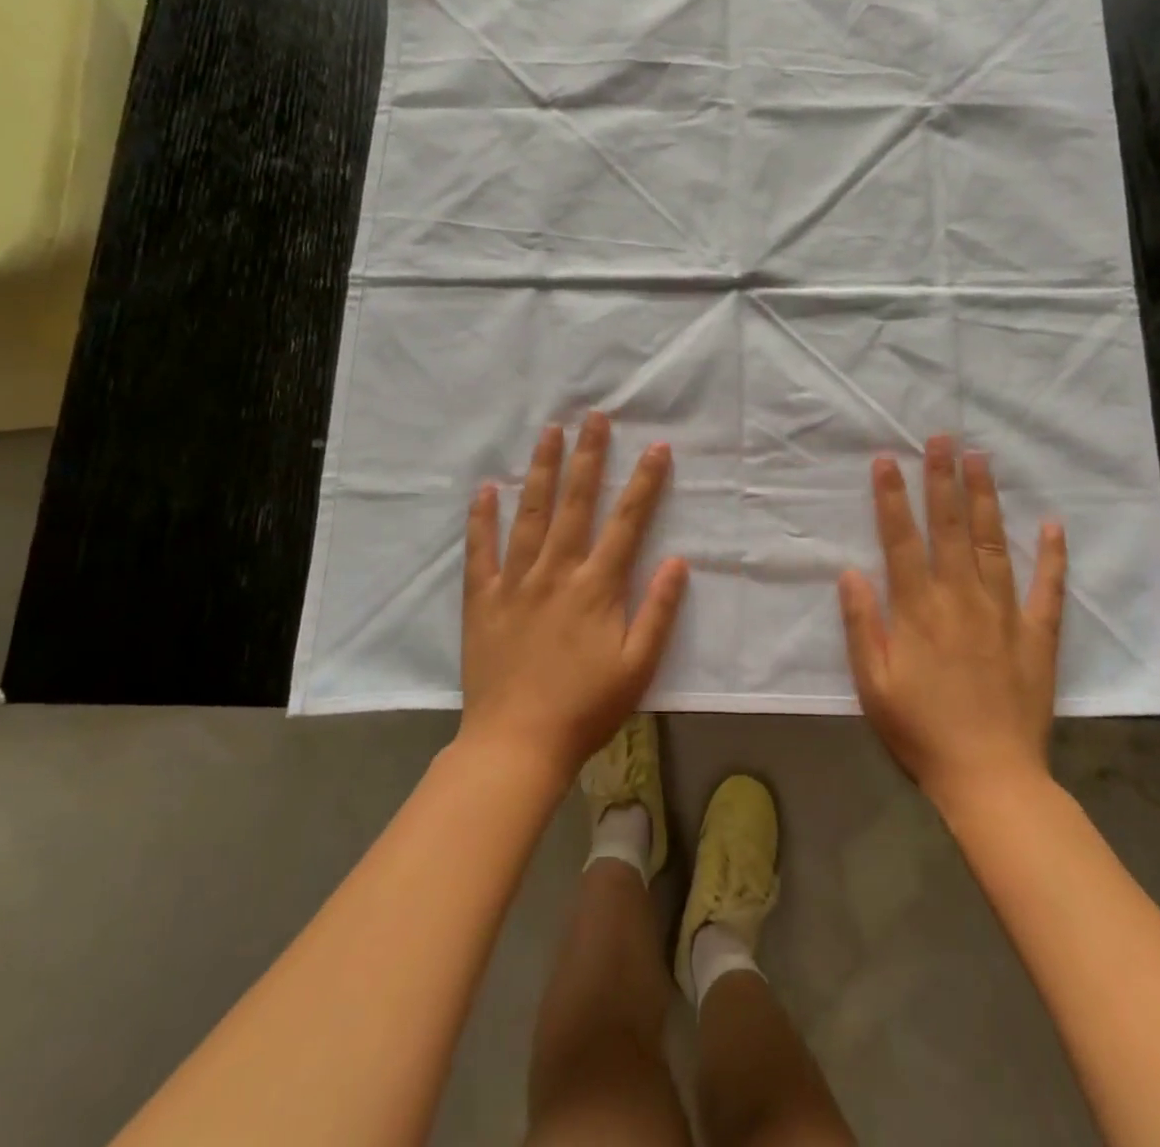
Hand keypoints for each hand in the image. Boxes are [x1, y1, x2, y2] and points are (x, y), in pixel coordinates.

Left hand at [459, 413, 687, 780]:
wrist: (517, 744)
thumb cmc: (586, 708)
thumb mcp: (638, 667)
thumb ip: (659, 611)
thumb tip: (679, 561)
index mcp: (597, 587)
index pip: (627, 522)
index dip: (643, 482)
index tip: (655, 447)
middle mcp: (557, 572)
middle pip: (575, 503)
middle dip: (587, 456)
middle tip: (593, 416)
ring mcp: (516, 582)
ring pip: (529, 514)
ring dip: (540, 470)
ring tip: (548, 432)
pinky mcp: (483, 599)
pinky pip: (481, 551)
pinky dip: (482, 519)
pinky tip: (486, 489)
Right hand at [838, 436, 1066, 812]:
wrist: (990, 779)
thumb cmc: (921, 732)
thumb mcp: (873, 685)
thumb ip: (861, 625)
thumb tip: (849, 571)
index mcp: (919, 610)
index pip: (902, 540)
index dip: (892, 498)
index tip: (887, 460)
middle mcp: (961, 598)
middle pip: (951, 528)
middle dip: (943, 479)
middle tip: (943, 437)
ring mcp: (1004, 613)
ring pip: (995, 543)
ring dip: (987, 499)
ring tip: (982, 459)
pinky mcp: (1037, 635)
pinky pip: (1047, 588)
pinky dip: (1052, 555)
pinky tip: (1054, 523)